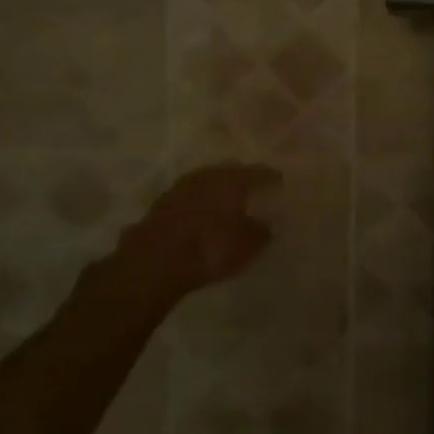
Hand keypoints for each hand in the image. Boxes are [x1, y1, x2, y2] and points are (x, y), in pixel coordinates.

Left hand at [116, 163, 282, 303]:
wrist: (153, 262)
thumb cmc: (209, 249)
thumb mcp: (246, 246)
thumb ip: (261, 232)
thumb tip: (267, 224)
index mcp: (233, 179)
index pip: (260, 172)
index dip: (271, 178)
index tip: (279, 184)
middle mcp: (209, 174)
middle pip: (231, 172)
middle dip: (242, 180)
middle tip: (253, 191)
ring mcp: (182, 186)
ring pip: (207, 182)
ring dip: (217, 191)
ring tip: (226, 204)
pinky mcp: (161, 203)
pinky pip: (189, 197)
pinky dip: (198, 204)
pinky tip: (201, 216)